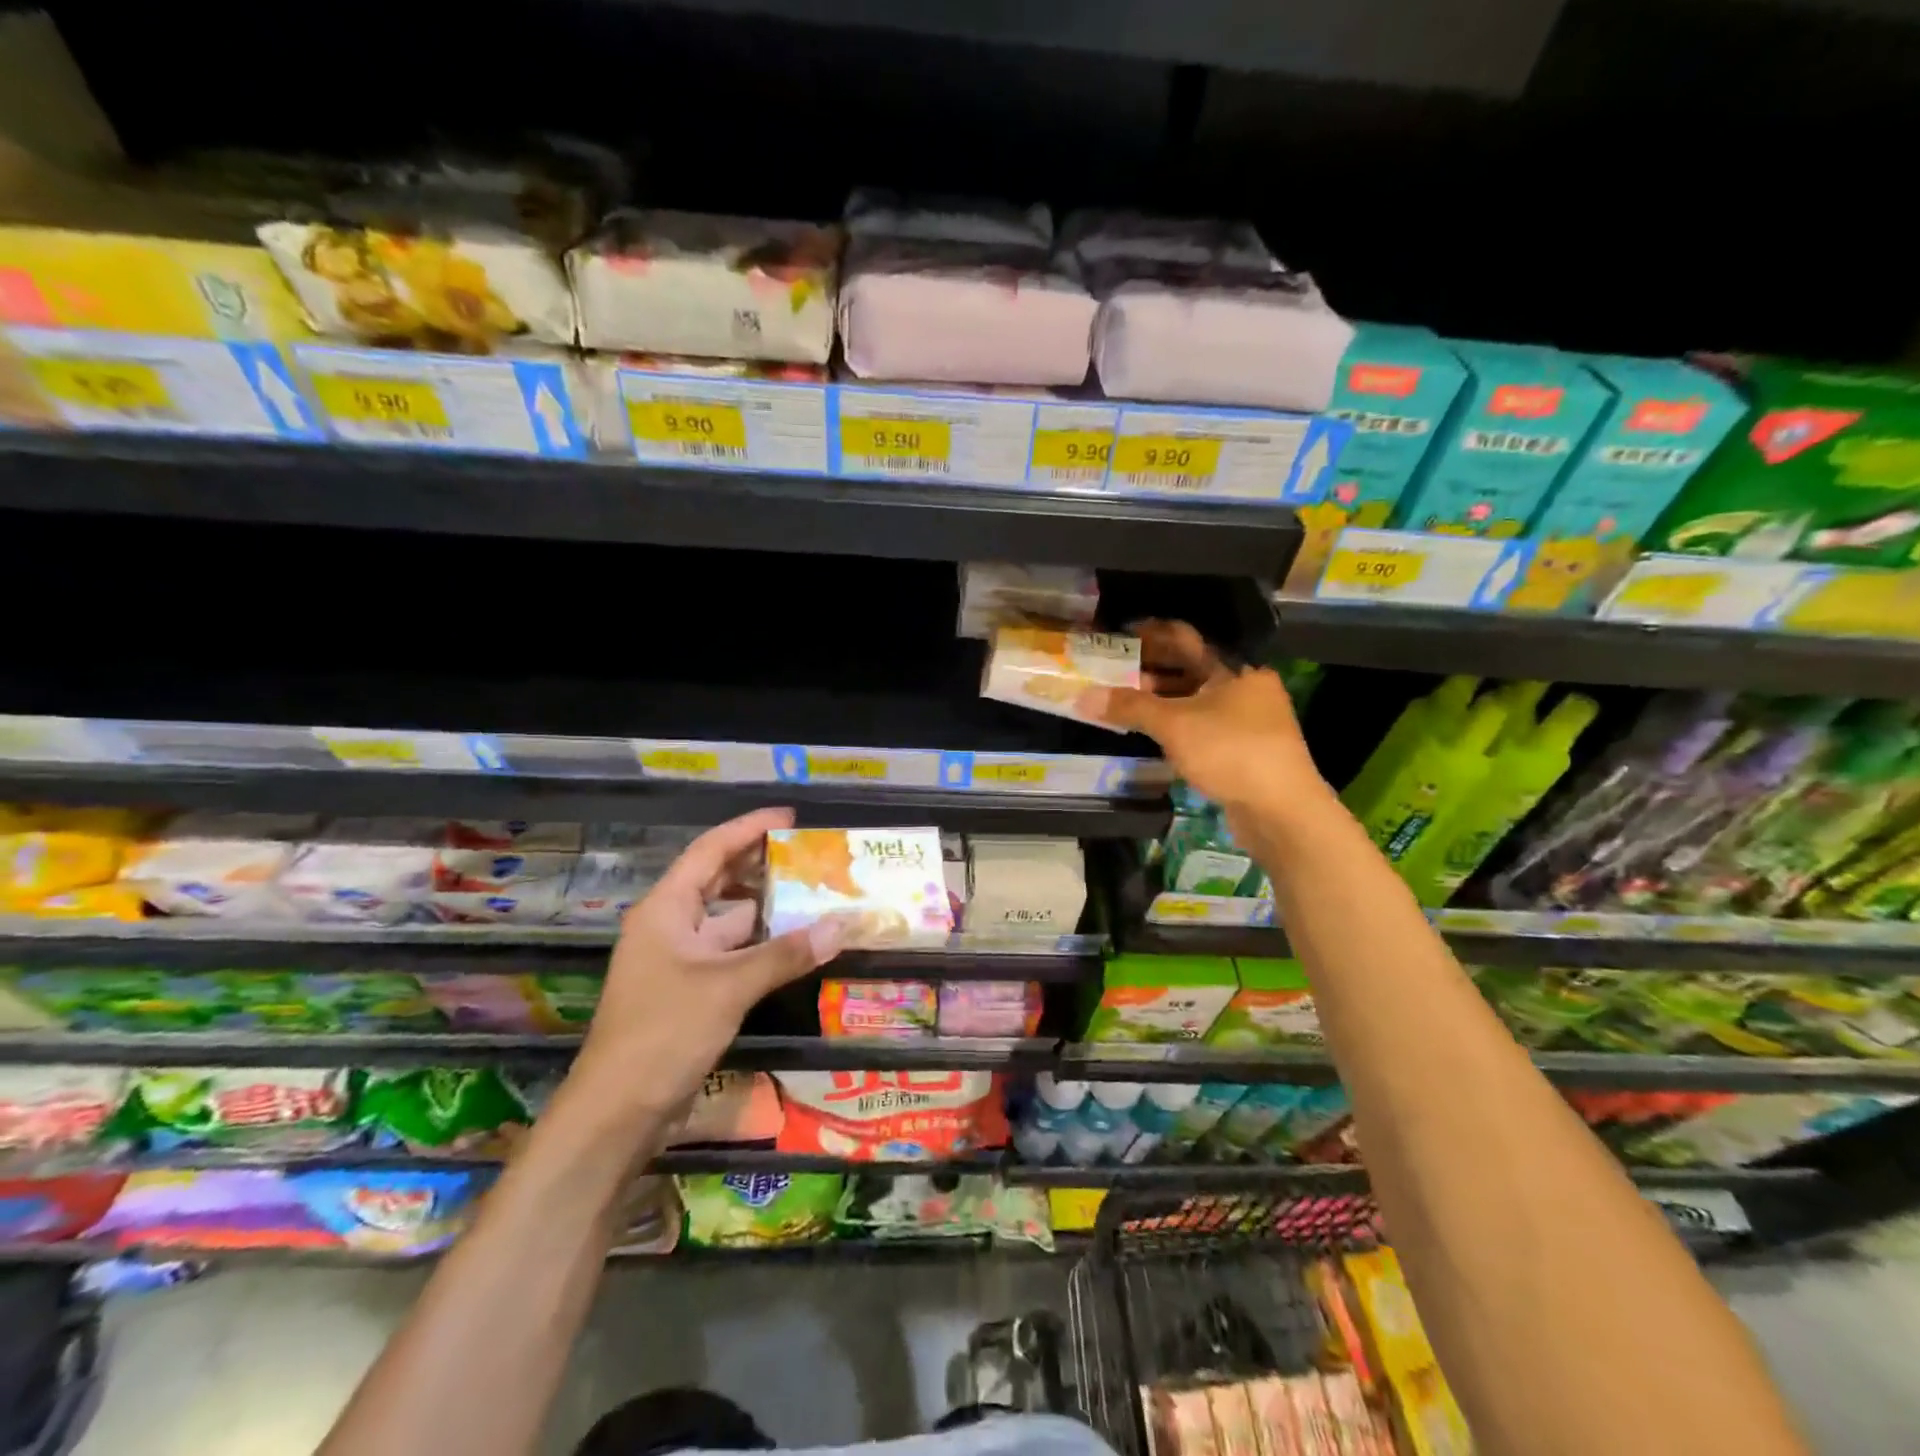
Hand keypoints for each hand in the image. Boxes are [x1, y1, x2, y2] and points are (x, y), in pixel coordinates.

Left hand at [571, 807, 846, 1122]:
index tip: (789, 817)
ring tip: (813, 894)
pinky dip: (762, 945)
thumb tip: (841, 925)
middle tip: (809, 854)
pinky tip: (795, 944)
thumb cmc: (664, 1033)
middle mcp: (670, 926)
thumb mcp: (729, 987)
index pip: (710, 850)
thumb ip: (785, 953)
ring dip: (766, 909)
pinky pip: (732, 953)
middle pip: (718, 881)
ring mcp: (679, 960)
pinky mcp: (690, 991)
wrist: (617, 1112)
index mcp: (666, 909)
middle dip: (761, 865)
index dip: (748, 828)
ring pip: (729, 920)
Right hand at [1083, 620, 1330, 819]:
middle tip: (1113, 671)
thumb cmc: (1231, 752)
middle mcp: (1245, 688)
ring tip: (1124, 703)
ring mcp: (1247, 720)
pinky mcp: (1243, 749)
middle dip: (1151, 669)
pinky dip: (1175, 724)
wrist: (1282, 811)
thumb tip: (1084, 696)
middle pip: (1191, 669)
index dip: (1150, 634)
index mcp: (1236, 669)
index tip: (1119, 635)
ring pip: (1196, 699)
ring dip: (1161, 700)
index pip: (1186, 639)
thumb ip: (1130, 707)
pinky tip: (1151, 732)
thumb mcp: (1175, 725)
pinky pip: (1202, 725)